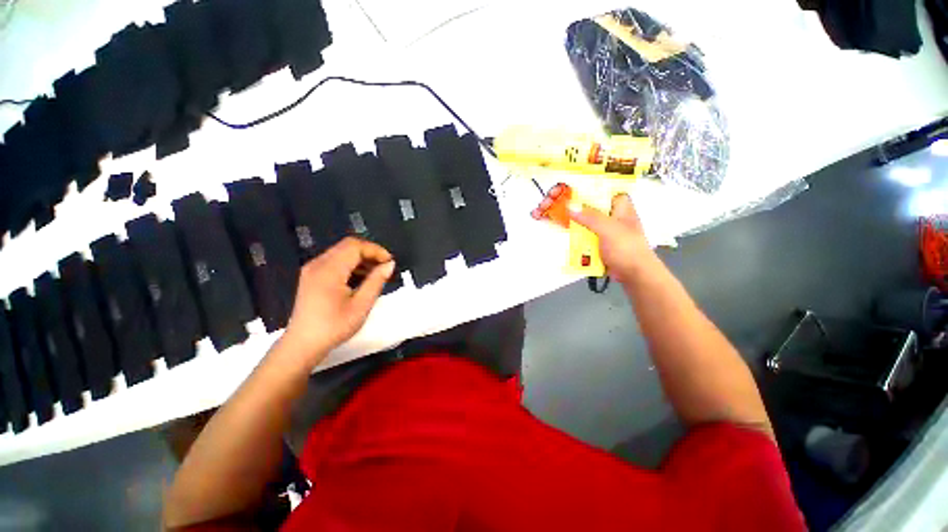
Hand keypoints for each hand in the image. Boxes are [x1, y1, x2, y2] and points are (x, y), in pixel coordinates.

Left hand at [279, 237, 395, 367]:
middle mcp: (318, 264)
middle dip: (370, 253)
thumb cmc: (333, 327)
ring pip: (342, 252)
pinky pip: (335, 261)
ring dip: (361, 259)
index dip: (375, 250)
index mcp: (328, 270)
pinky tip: (361, 279)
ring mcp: (313, 269)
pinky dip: (351, 265)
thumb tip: (390, 264)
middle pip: (348, 246)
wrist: (303, 345)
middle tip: (385, 267)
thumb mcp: (361, 305)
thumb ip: (376, 281)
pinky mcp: (312, 276)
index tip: (390, 262)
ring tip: (377, 274)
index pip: (355, 246)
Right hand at [534, 187, 655, 284]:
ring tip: (539, 212)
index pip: (592, 186)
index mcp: (615, 202)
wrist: (632, 273)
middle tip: (543, 203)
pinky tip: (547, 222)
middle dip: (559, 200)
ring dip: (556, 212)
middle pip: (578, 199)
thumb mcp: (610, 230)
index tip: (557, 191)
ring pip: (573, 214)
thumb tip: (569, 205)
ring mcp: (595, 224)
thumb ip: (591, 217)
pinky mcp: (589, 236)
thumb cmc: (628, 249)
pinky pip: (573, 227)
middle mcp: (604, 210)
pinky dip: (560, 225)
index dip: (573, 185)